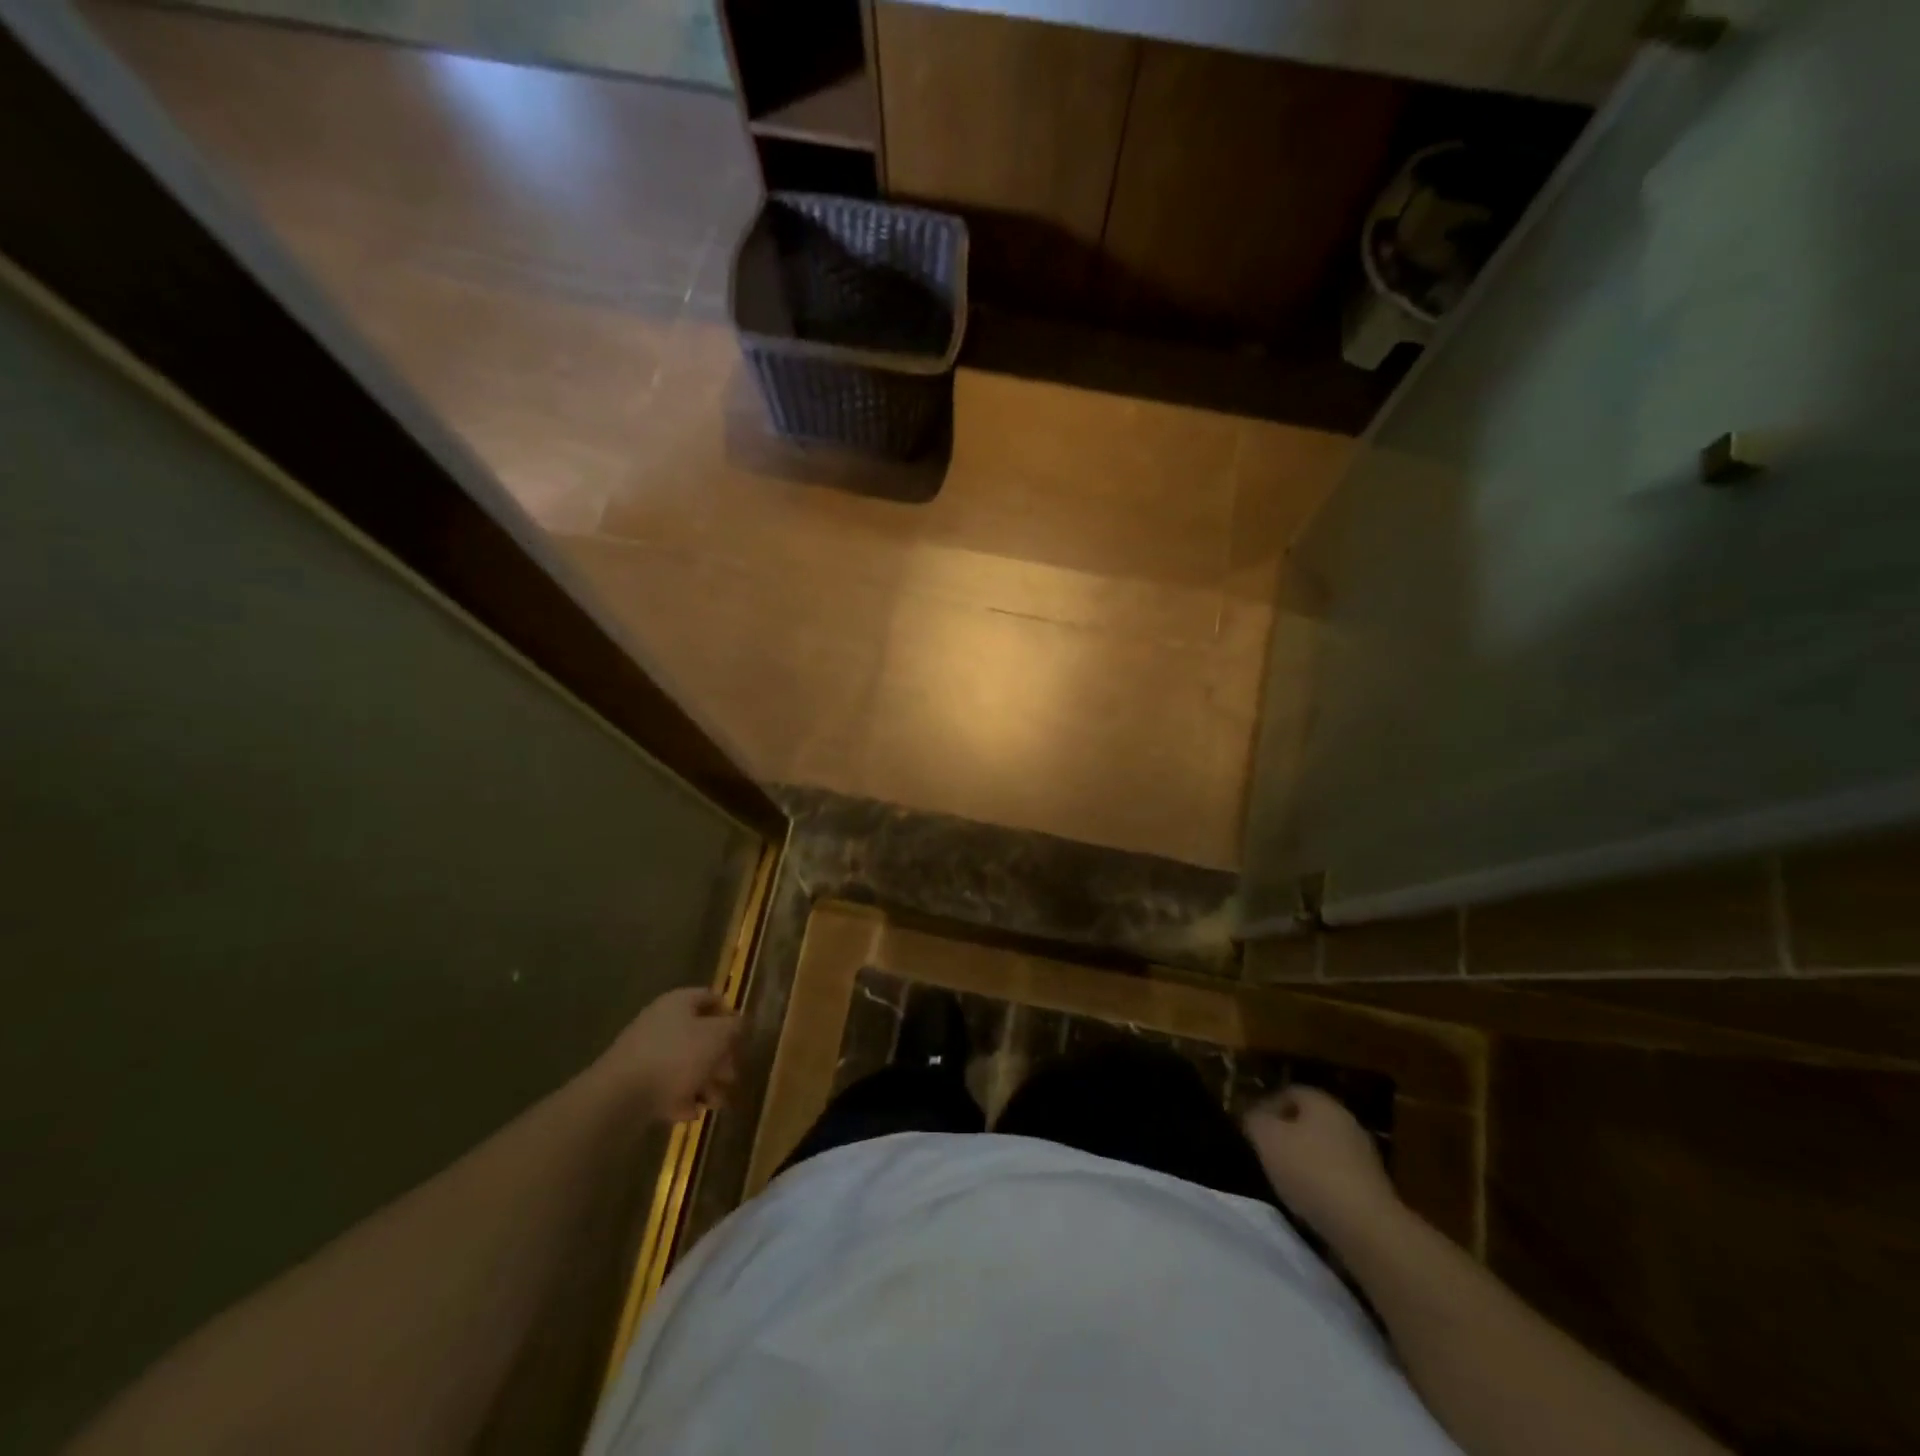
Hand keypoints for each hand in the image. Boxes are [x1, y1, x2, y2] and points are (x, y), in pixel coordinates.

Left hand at [597, 988, 740, 1121]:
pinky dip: (680, 1098)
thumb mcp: (717, 1037)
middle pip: (699, 1034)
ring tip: (715, 1103)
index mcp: (678, 1002)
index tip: (742, 1038)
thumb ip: (734, 1028)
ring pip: (685, 1063)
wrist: (619, 1098)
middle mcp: (661, 1022)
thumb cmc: (676, 1057)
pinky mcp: (634, 1081)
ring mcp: (645, 1052)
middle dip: (719, 1058)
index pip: (711, 998)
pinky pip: (665, 1085)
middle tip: (731, 1077)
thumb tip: (740, 1023)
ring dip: (704, 1082)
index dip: (730, 1015)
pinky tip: (689, 1113)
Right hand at [1243, 1085, 1400, 1240]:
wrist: (1366, 1227)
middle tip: (1264, 1152)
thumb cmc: (1310, 1171)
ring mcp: (1363, 1156)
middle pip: (1308, 1121)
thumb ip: (1254, 1120)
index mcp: (1322, 1103)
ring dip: (1303, 1161)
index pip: (1289, 1092)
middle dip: (1285, 1134)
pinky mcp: (1372, 1188)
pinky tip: (1308, 1202)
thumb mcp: (1267, 1139)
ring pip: (1322, 1149)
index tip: (1251, 1128)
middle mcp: (1346, 1122)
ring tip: (1283, 1181)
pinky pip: (1337, 1176)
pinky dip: (1320, 1184)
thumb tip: (1254, 1117)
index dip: (1266, 1105)